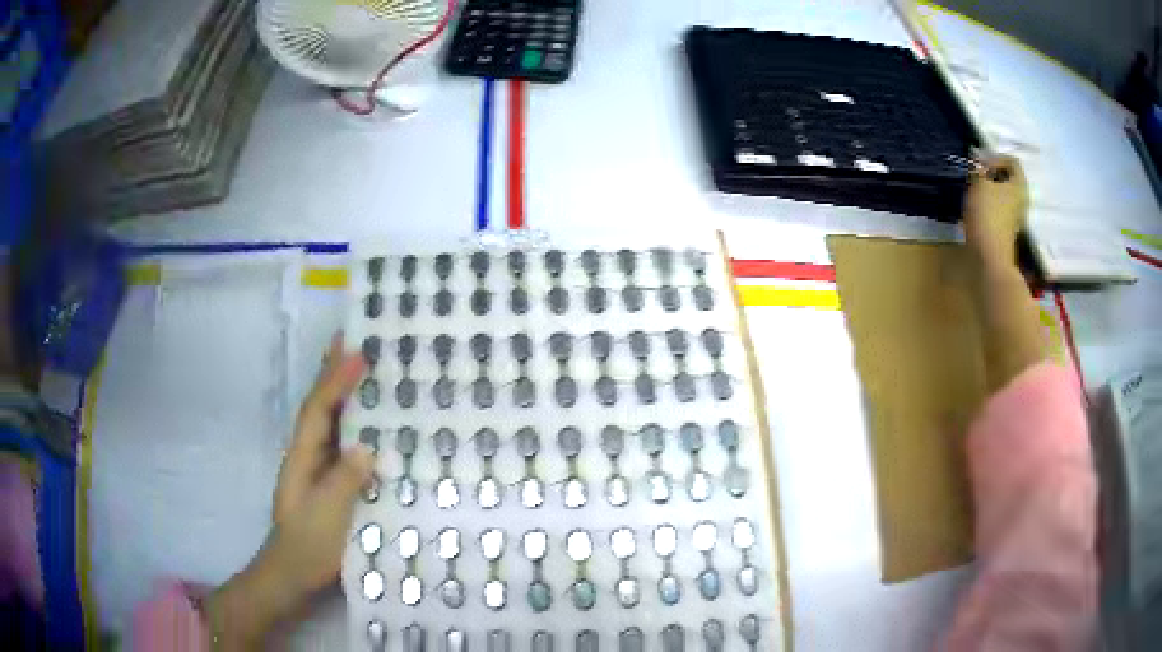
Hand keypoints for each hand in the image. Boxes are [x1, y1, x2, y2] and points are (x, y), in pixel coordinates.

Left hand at [205, 334, 374, 648]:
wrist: (292, 572)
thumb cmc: (309, 544)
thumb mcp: (327, 515)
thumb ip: (344, 481)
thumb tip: (366, 448)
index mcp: (302, 456)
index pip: (319, 410)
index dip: (336, 381)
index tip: (358, 353)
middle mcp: (307, 454)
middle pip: (320, 406)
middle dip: (332, 372)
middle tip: (352, 339)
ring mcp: (316, 468)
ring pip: (330, 421)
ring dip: (342, 392)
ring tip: (361, 366)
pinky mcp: (328, 482)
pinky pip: (341, 442)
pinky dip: (352, 422)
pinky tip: (368, 421)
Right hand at [962, 155, 1028, 269]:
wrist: (990, 255)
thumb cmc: (987, 214)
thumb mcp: (978, 183)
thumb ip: (978, 170)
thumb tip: (977, 165)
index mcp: (1019, 185)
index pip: (1012, 161)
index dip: (995, 158)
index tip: (980, 164)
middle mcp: (1022, 200)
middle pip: (1008, 179)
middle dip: (992, 174)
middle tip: (976, 176)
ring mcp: (1016, 216)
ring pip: (1003, 194)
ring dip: (989, 189)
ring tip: (974, 191)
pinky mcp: (1007, 229)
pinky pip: (999, 208)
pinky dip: (988, 204)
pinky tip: (976, 208)